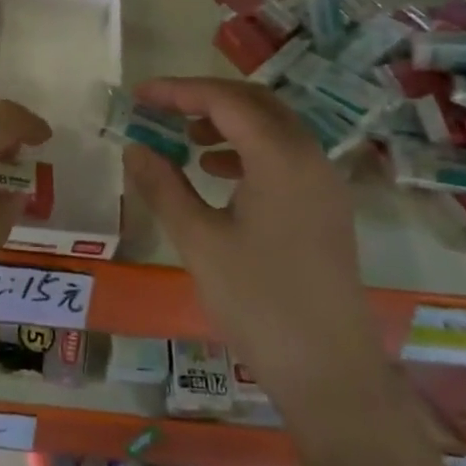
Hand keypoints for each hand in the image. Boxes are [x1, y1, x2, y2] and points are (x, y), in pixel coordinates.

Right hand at [122, 78, 379, 438]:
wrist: (332, 375)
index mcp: (280, 156)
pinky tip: (217, 173)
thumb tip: (134, 147)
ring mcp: (323, 180)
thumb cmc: (260, 303)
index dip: (177, 90)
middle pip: (253, 102)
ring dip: (227, 122)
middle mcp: (308, 155)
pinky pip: (284, 154)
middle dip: (204, 98)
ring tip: (186, 140)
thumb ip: (164, 186)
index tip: (139, 95)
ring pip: (271, 126)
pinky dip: (248, 149)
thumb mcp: (200, 241)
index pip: (224, 99)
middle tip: (161, 109)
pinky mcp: (326, 206)